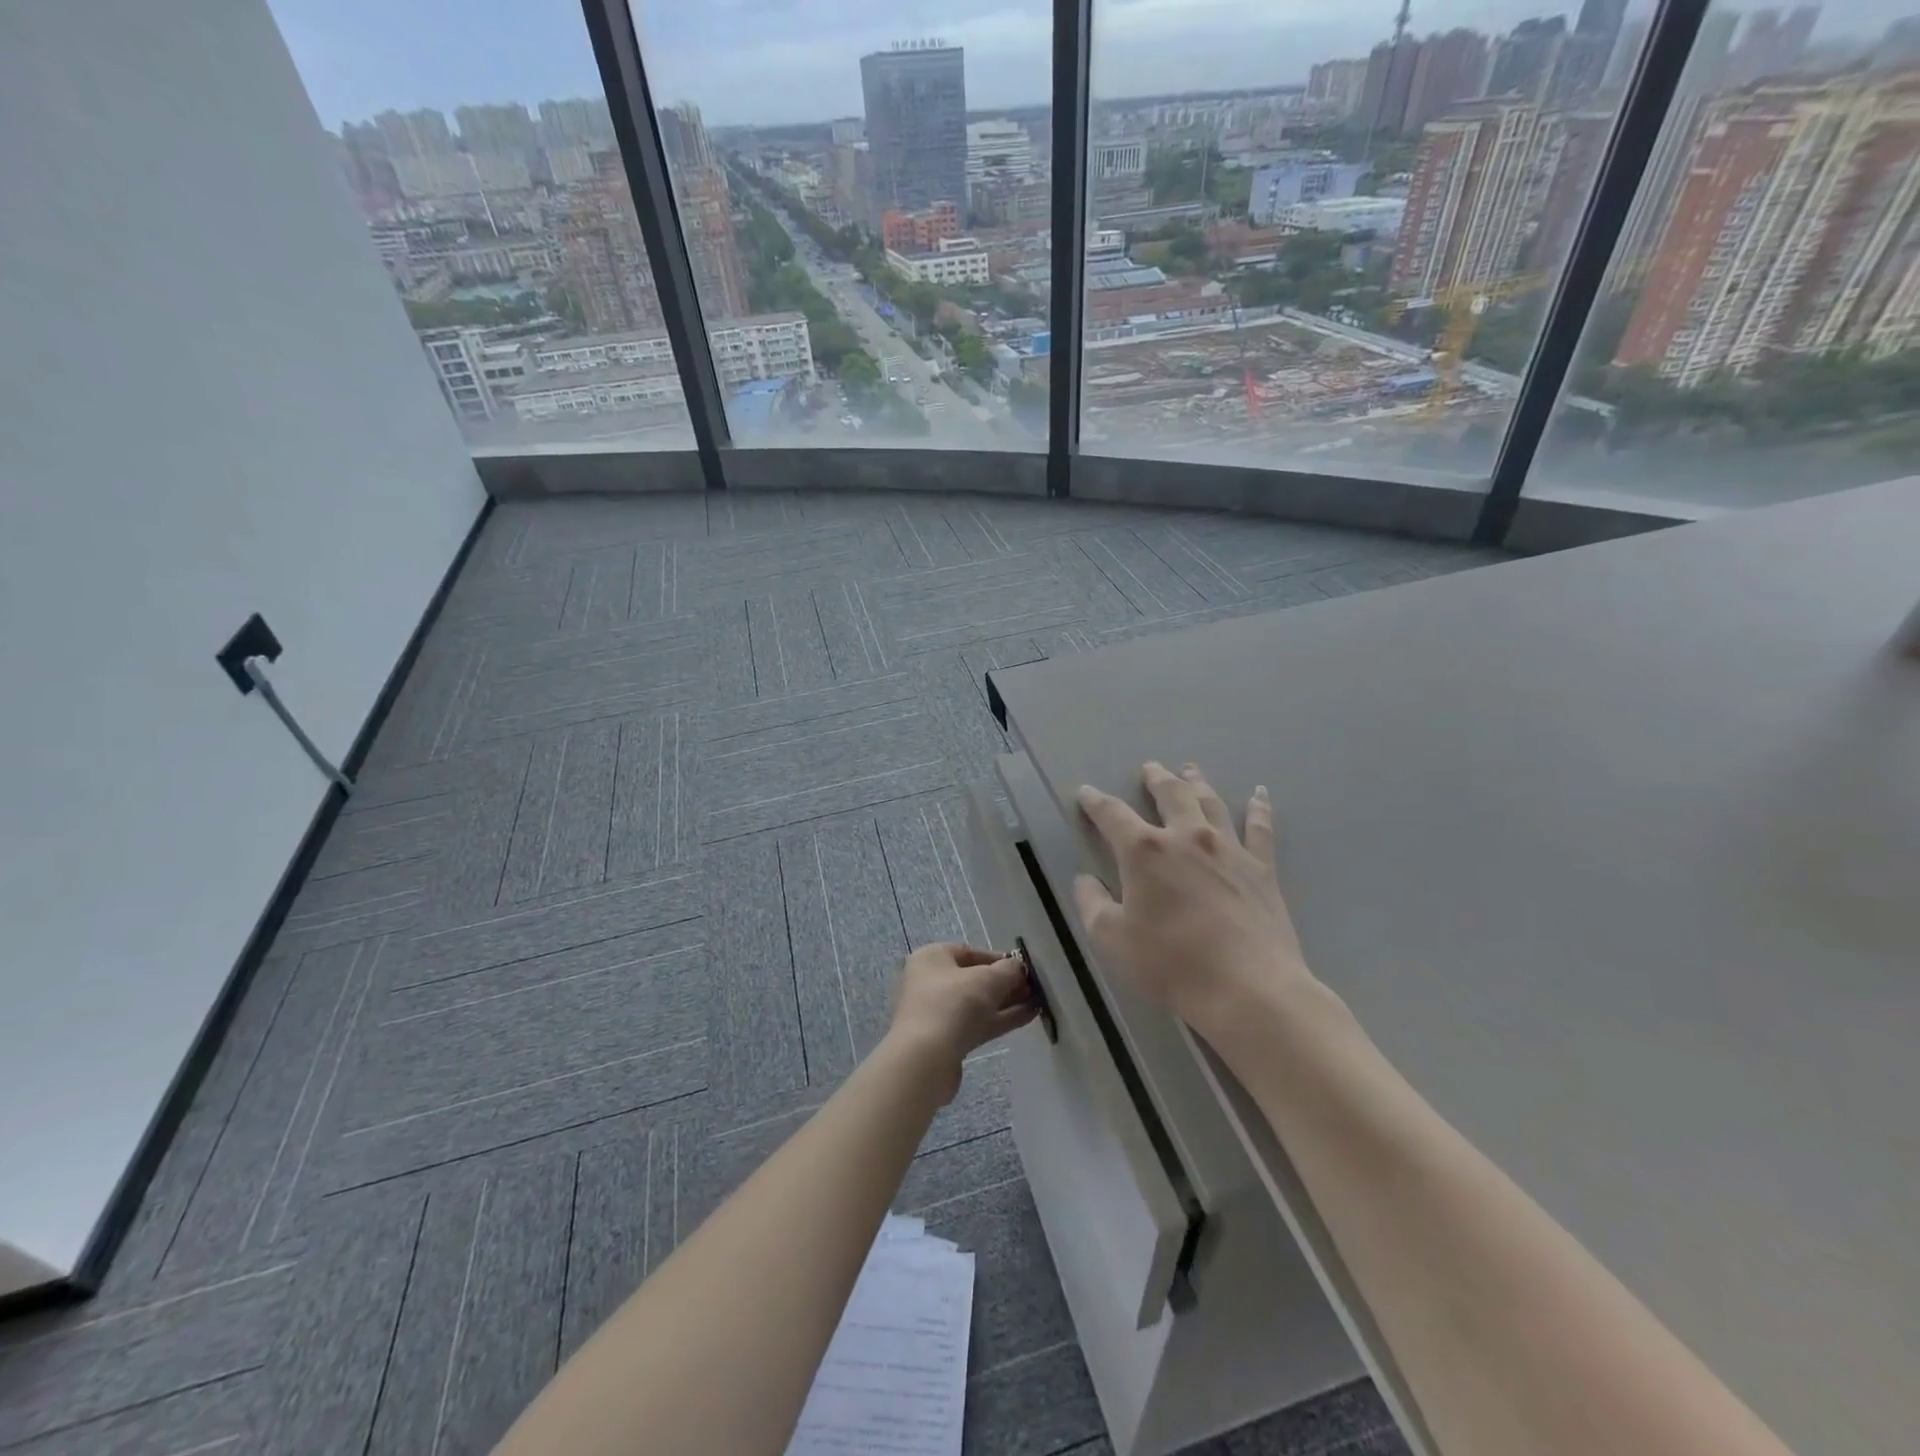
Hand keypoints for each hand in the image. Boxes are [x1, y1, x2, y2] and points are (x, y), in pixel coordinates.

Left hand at [886, 943, 1036, 1101]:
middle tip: (1035, 987)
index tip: (1023, 968)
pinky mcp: (946, 1040)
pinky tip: (1028, 1016)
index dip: (999, 958)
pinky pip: (978, 1023)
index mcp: (932, 958)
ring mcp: (937, 1013)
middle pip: (974, 978)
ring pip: (978, 1003)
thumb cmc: (953, 1004)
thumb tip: (1019, 968)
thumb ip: (1008, 970)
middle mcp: (930, 982)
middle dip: (1006, 982)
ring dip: (1007, 1002)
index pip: (970, 952)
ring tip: (1038, 1001)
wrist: (926, 1059)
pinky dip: (1001, 1019)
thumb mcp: (988, 979)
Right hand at [1073, 762, 1315, 1039]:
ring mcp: (1228, 849)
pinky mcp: (1261, 868)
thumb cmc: (1171, 964)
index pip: (1112, 814)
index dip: (1095, 802)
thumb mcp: (1112, 939)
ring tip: (1190, 770)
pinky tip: (1261, 793)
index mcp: (1144, 851)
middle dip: (1155, 778)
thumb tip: (1084, 880)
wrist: (1248, 988)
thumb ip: (1092, 904)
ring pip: (1210, 803)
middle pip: (1169, 794)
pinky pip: (1260, 828)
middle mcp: (1186, 837)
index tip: (1086, 793)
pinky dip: (1260, 808)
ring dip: (1197, 783)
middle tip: (1149, 768)